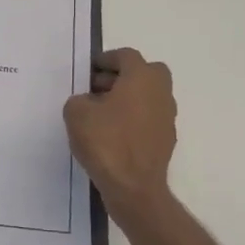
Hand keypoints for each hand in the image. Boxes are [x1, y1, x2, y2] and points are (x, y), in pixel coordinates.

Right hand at [64, 48, 176, 226]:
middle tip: (99, 88)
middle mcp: (160, 92)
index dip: (106, 59)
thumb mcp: (76, 113)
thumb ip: (79, 99)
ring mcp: (167, 116)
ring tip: (102, 113)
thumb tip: (88, 102)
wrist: (134, 188)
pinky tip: (114, 134)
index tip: (89, 70)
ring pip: (149, 95)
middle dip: (122, 76)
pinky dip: (134, 118)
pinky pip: (149, 118)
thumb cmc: (106, 142)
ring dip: (129, 97)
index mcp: (141, 77)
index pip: (126, 56)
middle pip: (145, 72)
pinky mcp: (167, 139)